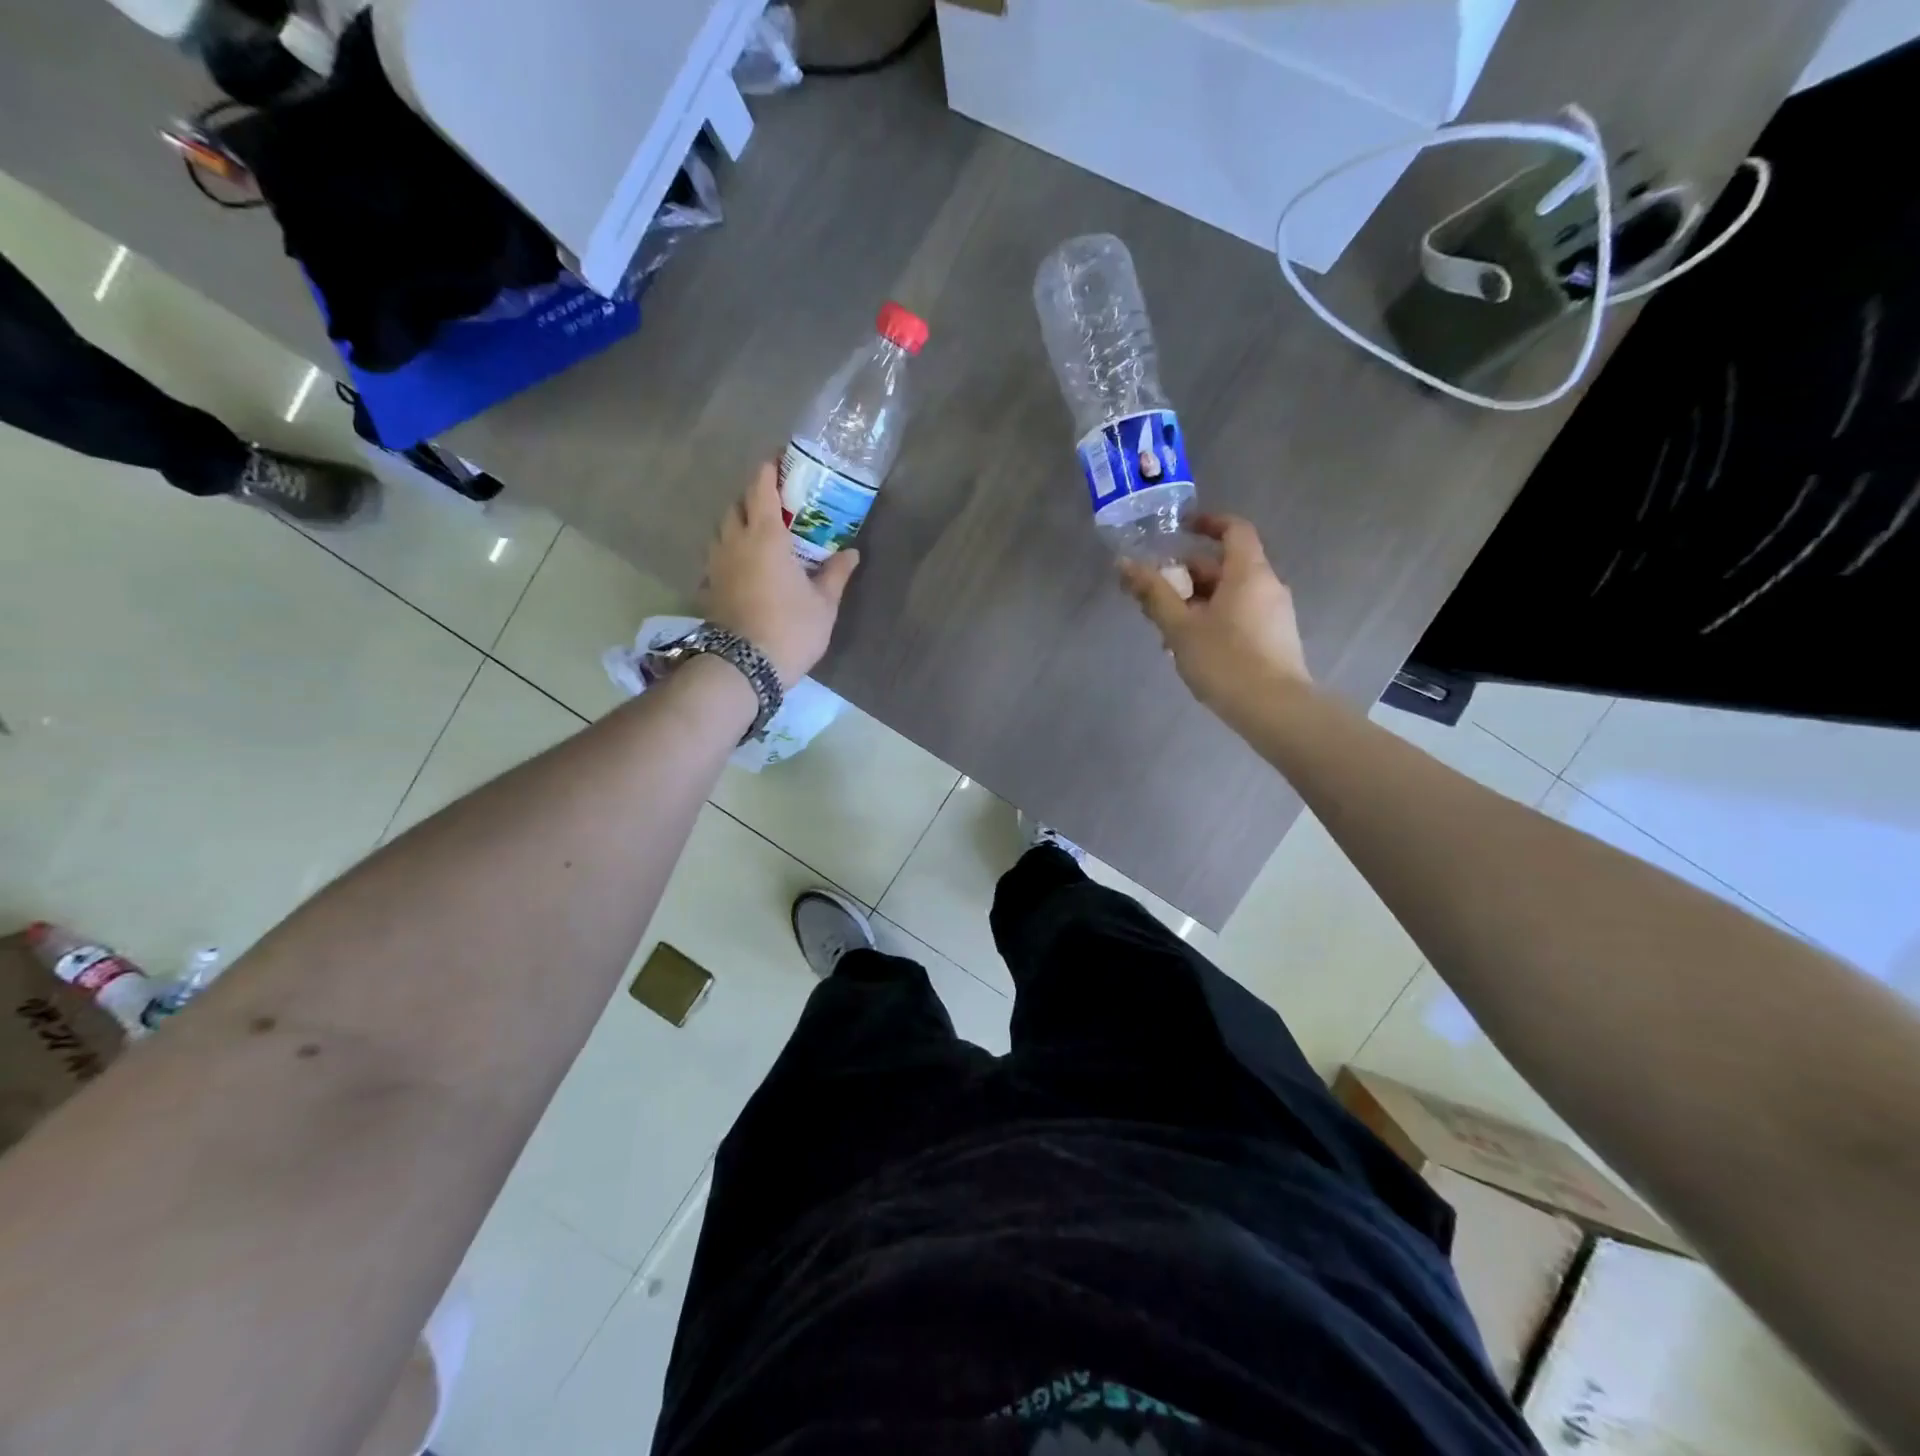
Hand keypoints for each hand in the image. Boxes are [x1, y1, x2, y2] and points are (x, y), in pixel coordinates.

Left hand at [701, 463, 859, 686]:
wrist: (744, 666)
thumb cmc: (790, 629)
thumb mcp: (823, 604)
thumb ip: (835, 574)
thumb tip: (850, 553)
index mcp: (766, 536)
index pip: (761, 488)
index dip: (769, 469)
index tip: (779, 460)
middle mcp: (736, 541)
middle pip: (737, 504)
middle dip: (753, 496)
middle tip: (776, 502)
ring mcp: (717, 564)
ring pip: (722, 529)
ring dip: (738, 522)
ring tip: (759, 532)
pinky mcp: (709, 586)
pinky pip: (717, 556)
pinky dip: (729, 550)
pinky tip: (743, 565)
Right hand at [1118, 514, 1310, 712]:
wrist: (1274, 709)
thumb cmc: (1225, 660)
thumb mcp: (1180, 627)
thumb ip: (1153, 593)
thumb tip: (1125, 564)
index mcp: (1248, 572)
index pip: (1234, 529)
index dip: (1207, 522)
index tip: (1180, 529)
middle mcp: (1267, 586)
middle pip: (1225, 566)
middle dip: (1187, 575)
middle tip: (1154, 593)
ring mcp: (1274, 614)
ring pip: (1229, 595)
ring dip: (1196, 602)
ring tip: (1165, 629)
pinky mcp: (1274, 639)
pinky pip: (1239, 616)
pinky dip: (1213, 619)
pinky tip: (1190, 648)